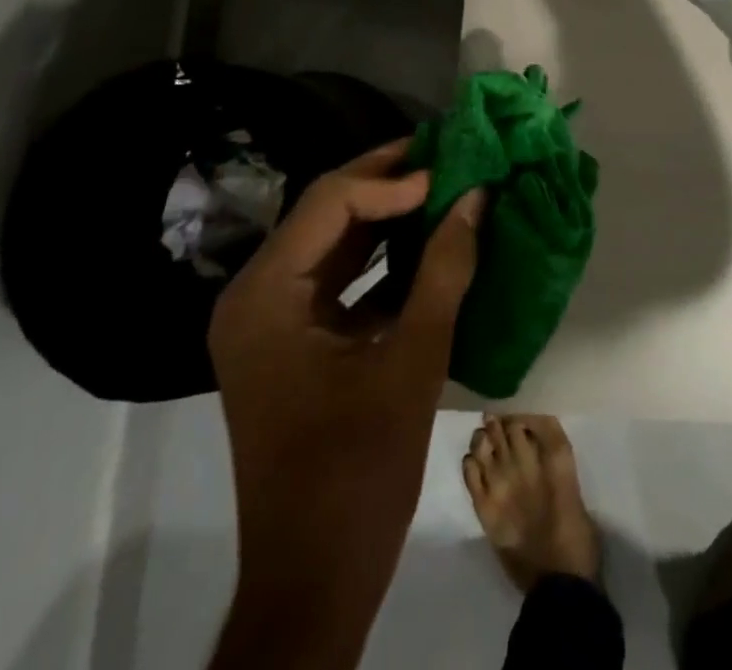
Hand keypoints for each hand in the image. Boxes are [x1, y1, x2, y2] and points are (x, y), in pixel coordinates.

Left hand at [207, 140, 483, 669]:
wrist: (315, 577)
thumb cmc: (359, 469)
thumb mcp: (413, 360)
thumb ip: (445, 270)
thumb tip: (476, 196)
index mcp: (266, 295)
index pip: (331, 202)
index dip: (393, 179)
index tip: (452, 172)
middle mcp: (255, 295)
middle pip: (326, 212)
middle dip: (388, 181)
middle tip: (447, 153)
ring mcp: (268, 319)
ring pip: (333, 240)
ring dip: (387, 214)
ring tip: (443, 184)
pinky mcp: (289, 340)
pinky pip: (336, 277)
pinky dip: (380, 256)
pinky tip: (426, 241)